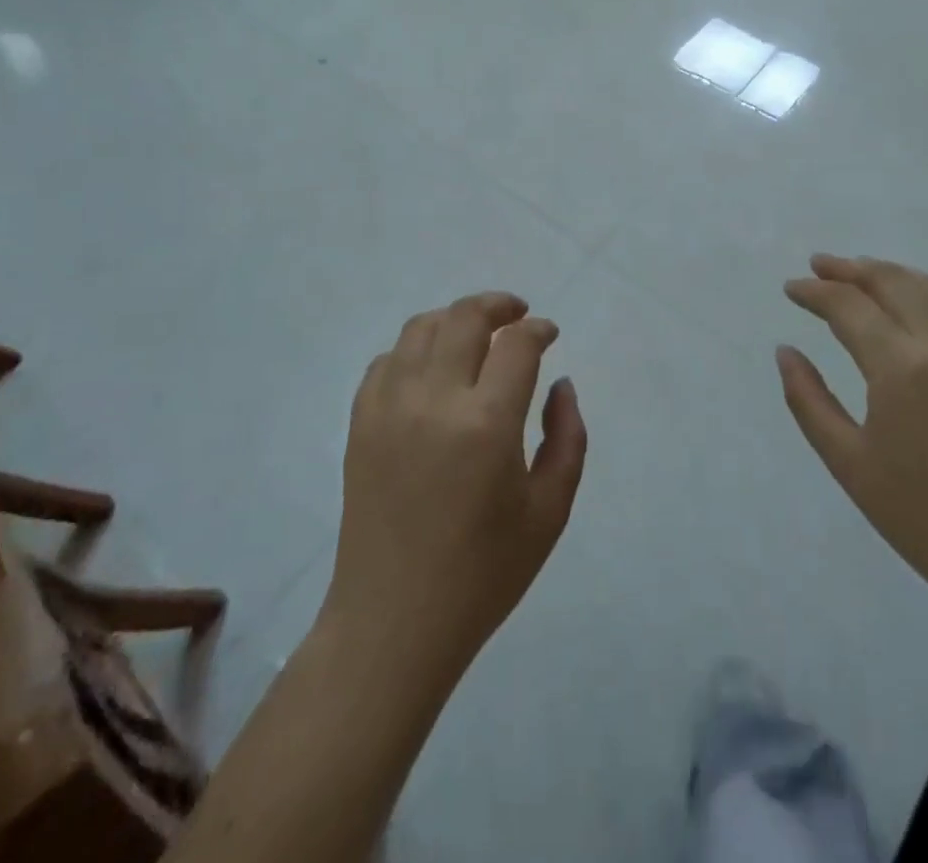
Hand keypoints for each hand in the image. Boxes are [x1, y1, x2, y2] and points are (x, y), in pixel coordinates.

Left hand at [321, 292, 586, 680]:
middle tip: (517, 315)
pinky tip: (431, 370)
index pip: (516, 344)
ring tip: (476, 334)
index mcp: (487, 423)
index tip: (549, 334)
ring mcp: (389, 407)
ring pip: (421, 328)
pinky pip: (386, 360)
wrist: (394, 621)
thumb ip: (567, 437)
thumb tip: (560, 383)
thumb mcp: (550, 511)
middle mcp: (434, 400)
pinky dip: (414, 350)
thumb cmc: (484, 573)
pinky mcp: (360, 422)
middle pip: (465, 317)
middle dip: (498, 305)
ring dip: (454, 319)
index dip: (538, 329)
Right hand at [779, 255, 927, 616]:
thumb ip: (808, 399)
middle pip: (893, 282)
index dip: (815, 292)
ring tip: (859, 271)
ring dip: (890, 273)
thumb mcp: (847, 460)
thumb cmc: (920, 515)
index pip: (849, 306)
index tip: (790, 288)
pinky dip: (927, 294)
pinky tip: (911, 304)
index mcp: (901, 367)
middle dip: (851, 269)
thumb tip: (785, 352)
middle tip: (819, 264)